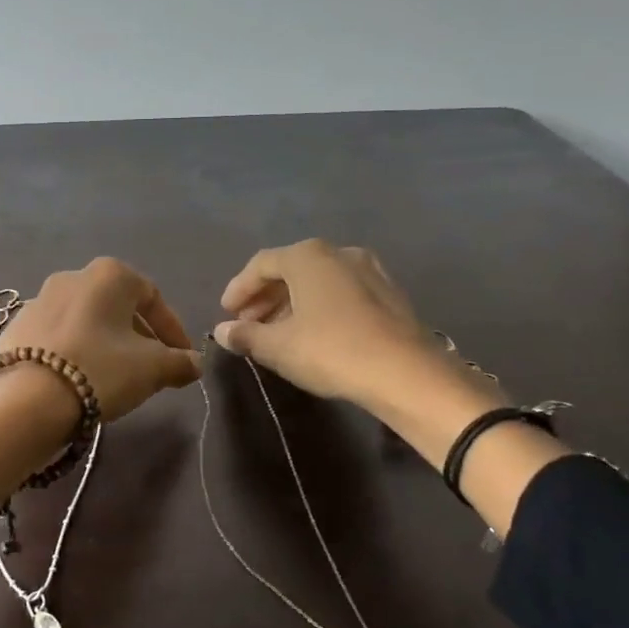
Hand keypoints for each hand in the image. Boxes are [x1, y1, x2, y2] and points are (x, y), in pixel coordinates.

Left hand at [0, 259, 200, 509]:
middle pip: (117, 306)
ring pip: (86, 320)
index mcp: (109, 274)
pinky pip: (57, 336)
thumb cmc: (99, 370)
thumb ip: (179, 362)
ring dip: (106, 343)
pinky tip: (79, 378)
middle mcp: (72, 276)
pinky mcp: (16, 327)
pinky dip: (75, 351)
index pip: (152, 297)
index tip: (183, 357)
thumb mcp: (152, 369)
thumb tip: (194, 363)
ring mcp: (38, 299)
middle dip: (139, 336)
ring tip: (116, 376)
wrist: (26, 399)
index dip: (173, 329)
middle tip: (152, 368)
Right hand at [215, 240, 568, 531]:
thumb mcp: (278, 346)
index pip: (261, 264)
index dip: (238, 288)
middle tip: (248, 323)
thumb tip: (222, 331)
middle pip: (290, 269)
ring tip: (276, 332)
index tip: (226, 313)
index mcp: (308, 256)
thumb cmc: (331, 350)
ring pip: (317, 281)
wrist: (407, 374)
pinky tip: (313, 334)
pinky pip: (341, 292)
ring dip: (291, 302)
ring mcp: (369, 270)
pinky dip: (319, 307)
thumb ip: (245, 335)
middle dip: (264, 296)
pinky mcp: (389, 294)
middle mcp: (339, 253)